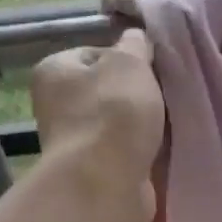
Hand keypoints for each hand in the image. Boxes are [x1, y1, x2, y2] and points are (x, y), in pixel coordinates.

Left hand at [30, 26, 164, 221]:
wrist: (106, 184)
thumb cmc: (113, 113)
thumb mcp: (130, 63)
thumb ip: (136, 45)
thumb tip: (136, 37)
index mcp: (55, 70)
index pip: (96, 52)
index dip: (128, 58)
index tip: (151, 70)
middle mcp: (56, 104)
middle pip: (108, 90)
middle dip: (137, 94)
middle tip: (164, 97)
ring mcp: (74, 141)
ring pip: (118, 123)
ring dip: (142, 125)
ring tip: (166, 125)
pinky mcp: (94, 171)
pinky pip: (124, 151)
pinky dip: (141, 150)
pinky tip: (159, 150)